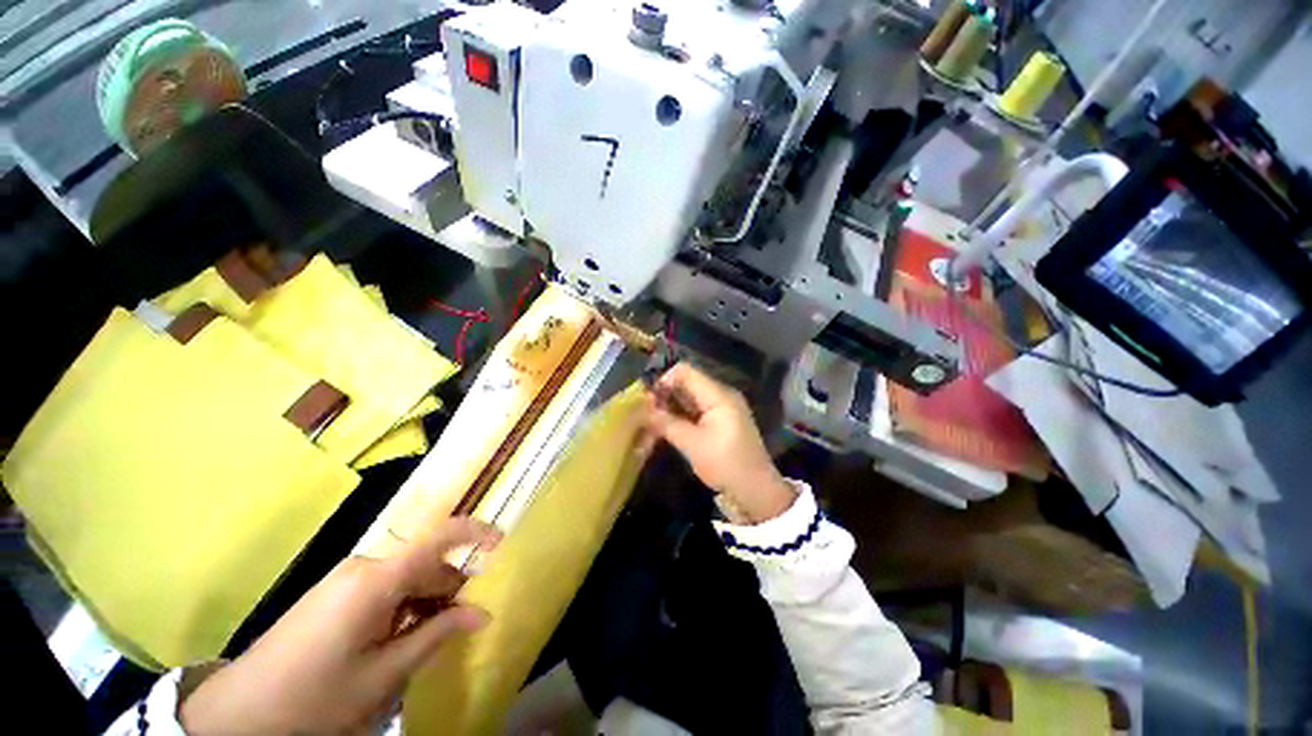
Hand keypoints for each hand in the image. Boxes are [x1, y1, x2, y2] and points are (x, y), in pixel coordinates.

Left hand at [180, 518, 500, 734]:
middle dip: (452, 582)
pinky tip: (403, 634)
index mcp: (377, 579)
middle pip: (425, 560)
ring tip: (436, 631)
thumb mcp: (383, 673)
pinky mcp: (335, 591)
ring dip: (428, 597)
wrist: (241, 714)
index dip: (475, 533)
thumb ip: (436, 635)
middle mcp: (364, 566)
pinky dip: (405, 603)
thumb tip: (482, 613)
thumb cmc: (316, 696)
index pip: (438, 536)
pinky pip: (384, 585)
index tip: (502, 543)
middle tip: (470, 614)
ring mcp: (346, 577)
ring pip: (406, 574)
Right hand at [643, 363, 796, 523]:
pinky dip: (681, 415)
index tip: (648, 401)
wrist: (756, 490)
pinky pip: (696, 408)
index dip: (663, 381)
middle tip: (646, 414)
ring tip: (653, 422)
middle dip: (665, 395)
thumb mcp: (692, 444)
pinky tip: (668, 427)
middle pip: (687, 382)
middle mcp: (721, 394)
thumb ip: (667, 423)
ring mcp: (723, 406)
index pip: (685, 371)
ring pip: (690, 396)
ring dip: (671, 406)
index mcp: (718, 395)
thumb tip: (643, 409)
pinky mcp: (721, 419)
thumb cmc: (726, 465)